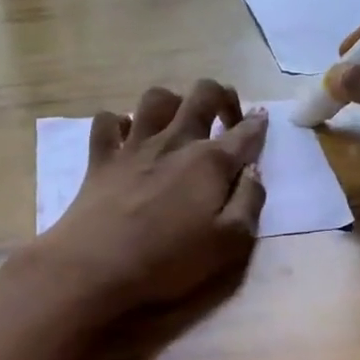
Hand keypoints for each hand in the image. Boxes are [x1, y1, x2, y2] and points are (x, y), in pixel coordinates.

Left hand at [34, 80, 268, 316]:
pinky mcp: (100, 157)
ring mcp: (134, 145)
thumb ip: (249, 202)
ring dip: (173, 103)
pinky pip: (108, 121)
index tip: (263, 121)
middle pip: (203, 93)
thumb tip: (253, 171)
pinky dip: (119, 123)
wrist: (96, 265)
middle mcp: (174, 141)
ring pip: (156, 98)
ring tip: (177, 123)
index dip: (259, 123)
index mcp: (210, 161)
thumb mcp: (229, 243)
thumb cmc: (168, 260)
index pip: (245, 131)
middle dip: (222, 96)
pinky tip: (127, 138)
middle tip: (225, 119)